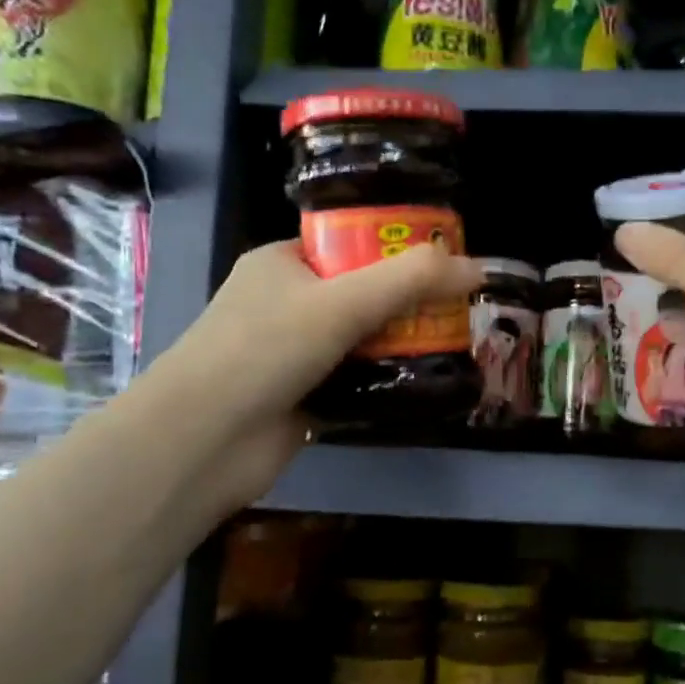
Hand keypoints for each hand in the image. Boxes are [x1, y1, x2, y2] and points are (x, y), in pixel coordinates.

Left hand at [160, 238, 481, 507]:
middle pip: (363, 293)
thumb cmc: (265, 349)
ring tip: (458, 344)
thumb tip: (478, 268)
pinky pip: (359, 379)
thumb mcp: (342, 302)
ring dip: (403, 344)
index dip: (398, 249)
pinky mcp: (306, 396)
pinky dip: (388, 380)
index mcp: (283, 263)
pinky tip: (428, 382)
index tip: (446, 262)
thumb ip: (411, 281)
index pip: (350, 243)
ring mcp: (295, 353)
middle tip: (461, 309)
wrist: (206, 440)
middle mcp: (288, 303)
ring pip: (363, 339)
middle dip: (410, 303)